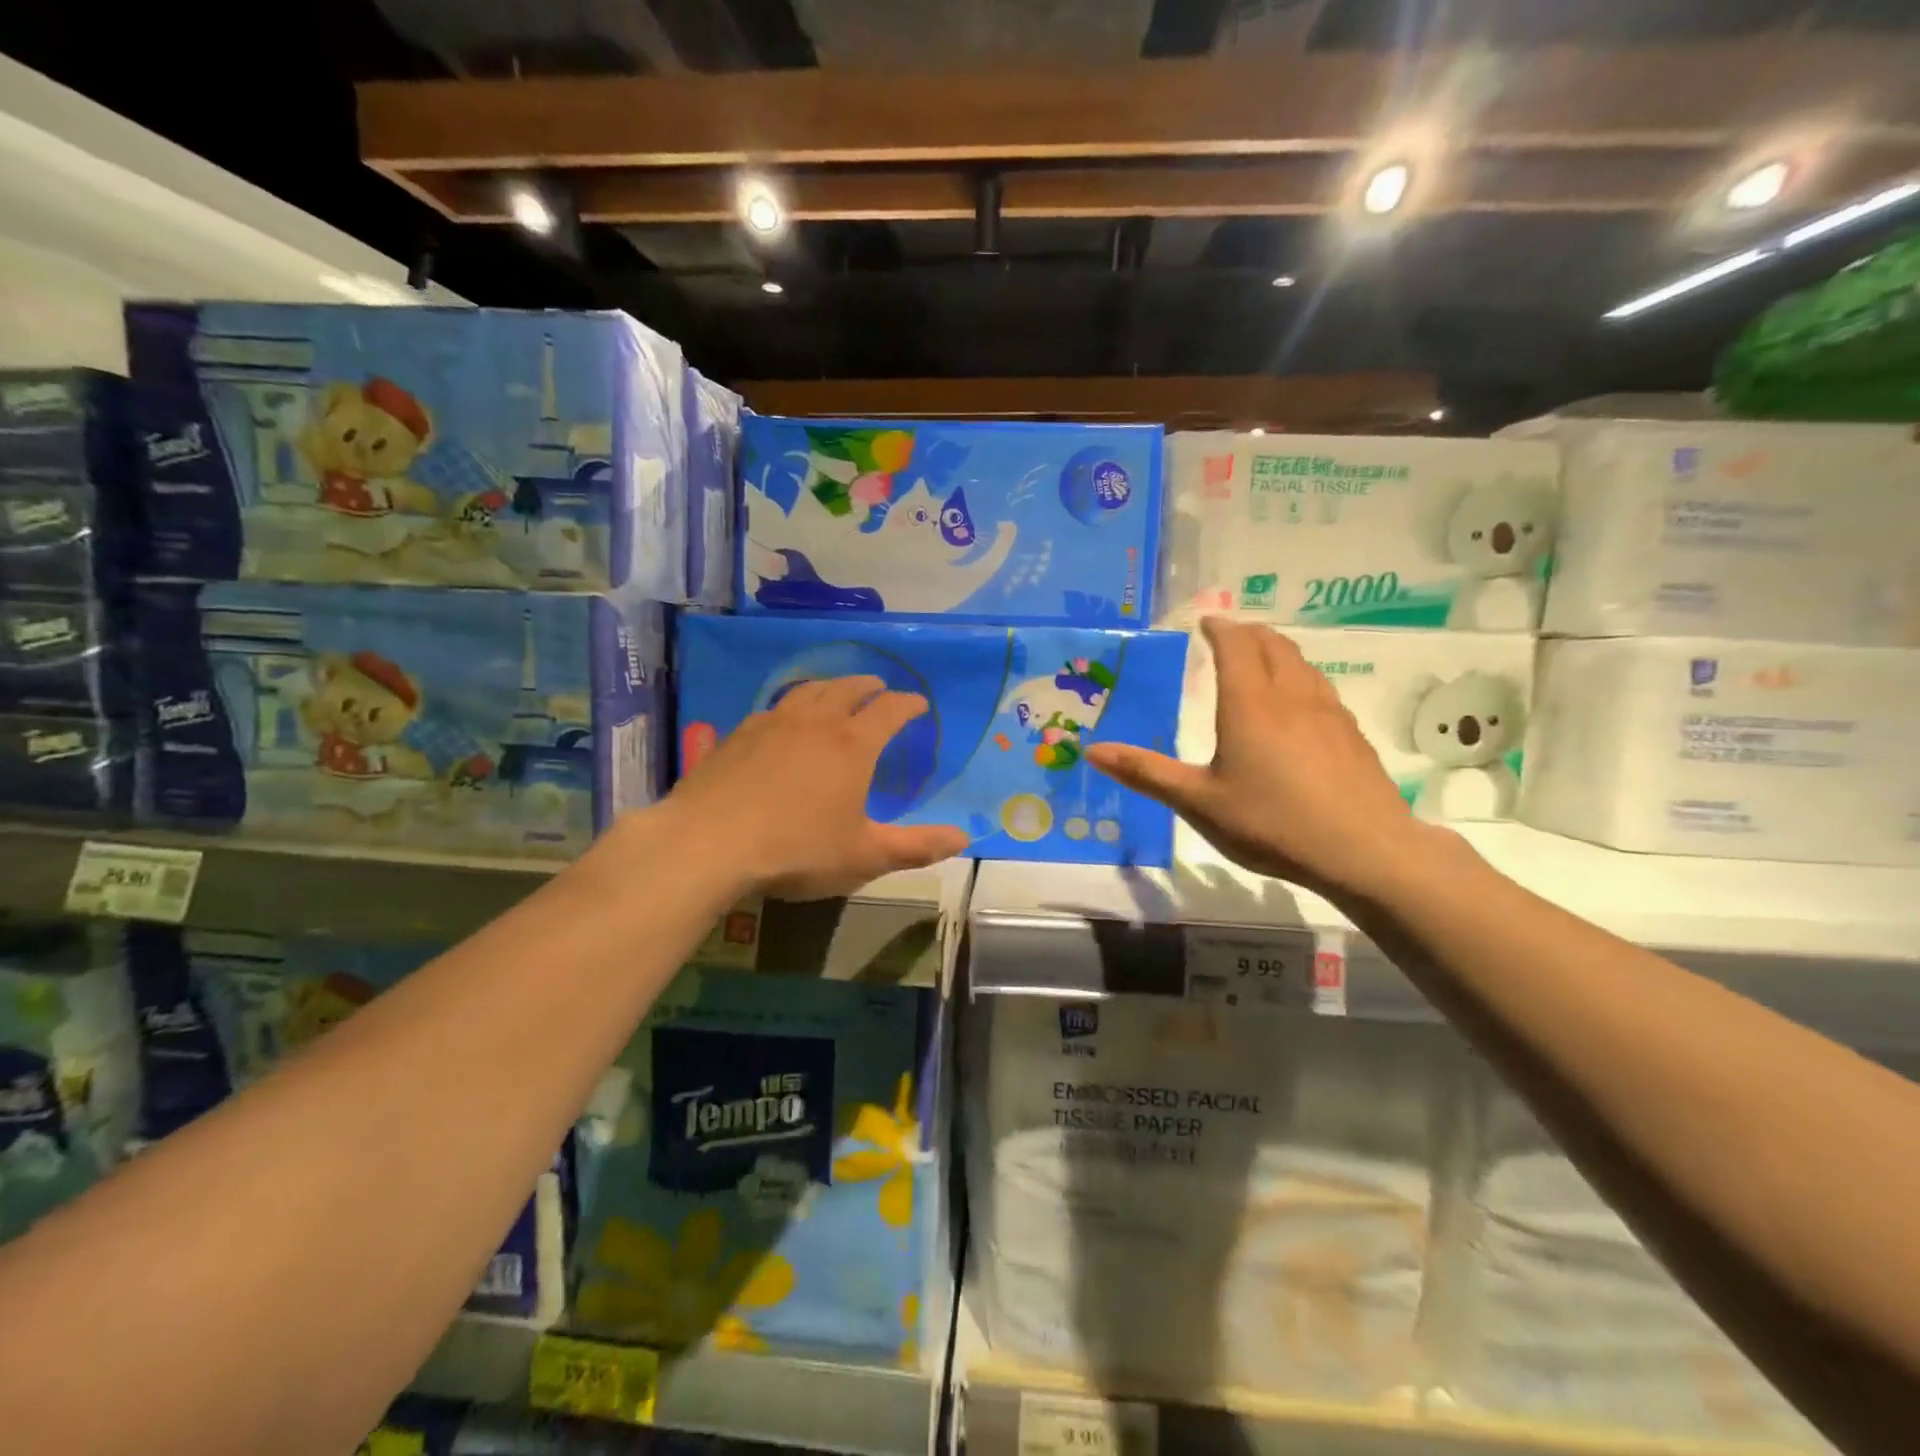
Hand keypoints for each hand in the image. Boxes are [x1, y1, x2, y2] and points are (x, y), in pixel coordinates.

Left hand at [662, 676, 968, 900]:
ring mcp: (772, 724)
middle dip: (869, 686)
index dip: (908, 704)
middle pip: (847, 689)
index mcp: (852, 745)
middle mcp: (815, 723)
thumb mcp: (864, 856)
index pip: (889, 711)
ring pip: (808, 691)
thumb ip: (916, 847)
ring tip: (836, 691)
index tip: (919, 704)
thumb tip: (964, 838)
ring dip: (830, 686)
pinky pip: (774, 708)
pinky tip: (784, 719)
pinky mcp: (737, 735)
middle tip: (879, 687)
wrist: (708, 844)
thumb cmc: (797, 850)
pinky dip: (792, 705)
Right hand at [1086, 617, 1436, 901]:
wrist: (1364, 852)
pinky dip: (1299, 677)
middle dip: (1248, 632)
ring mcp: (1328, 713)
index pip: (1235, 645)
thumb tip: (1093, 750)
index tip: (1205, 621)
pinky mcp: (1351, 735)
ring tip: (1260, 660)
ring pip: (1301, 663)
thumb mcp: (1198, 802)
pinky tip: (1298, 706)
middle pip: (1272, 644)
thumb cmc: (1272, 823)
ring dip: (1276, 651)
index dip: (1219, 627)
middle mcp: (1290, 697)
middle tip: (1229, 635)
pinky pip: (1320, 688)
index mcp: (1249, 704)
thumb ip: (1146, 773)